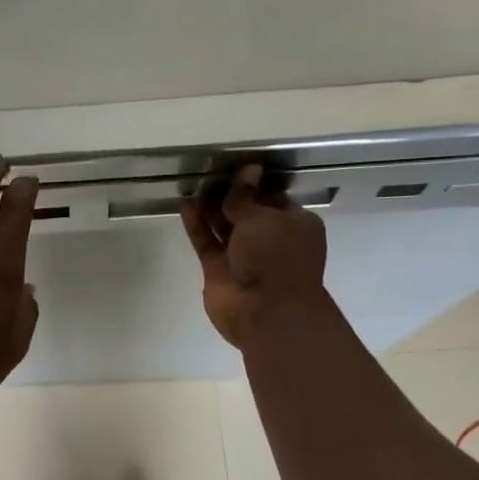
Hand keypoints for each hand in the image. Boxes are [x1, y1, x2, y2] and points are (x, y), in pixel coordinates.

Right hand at [180, 165, 329, 348]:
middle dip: (230, 194)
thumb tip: (248, 170)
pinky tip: (184, 205)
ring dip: (210, 208)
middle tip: (209, 173)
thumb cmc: (276, 257)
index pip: (273, 198)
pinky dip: (197, 225)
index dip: (254, 183)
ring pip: (224, 227)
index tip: (234, 167)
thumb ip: (245, 196)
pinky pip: (207, 242)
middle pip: (246, 212)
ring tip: (193, 184)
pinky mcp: (218, 270)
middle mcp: (270, 239)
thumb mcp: (262, 218)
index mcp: (294, 224)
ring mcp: (243, 256)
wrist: (266, 312)